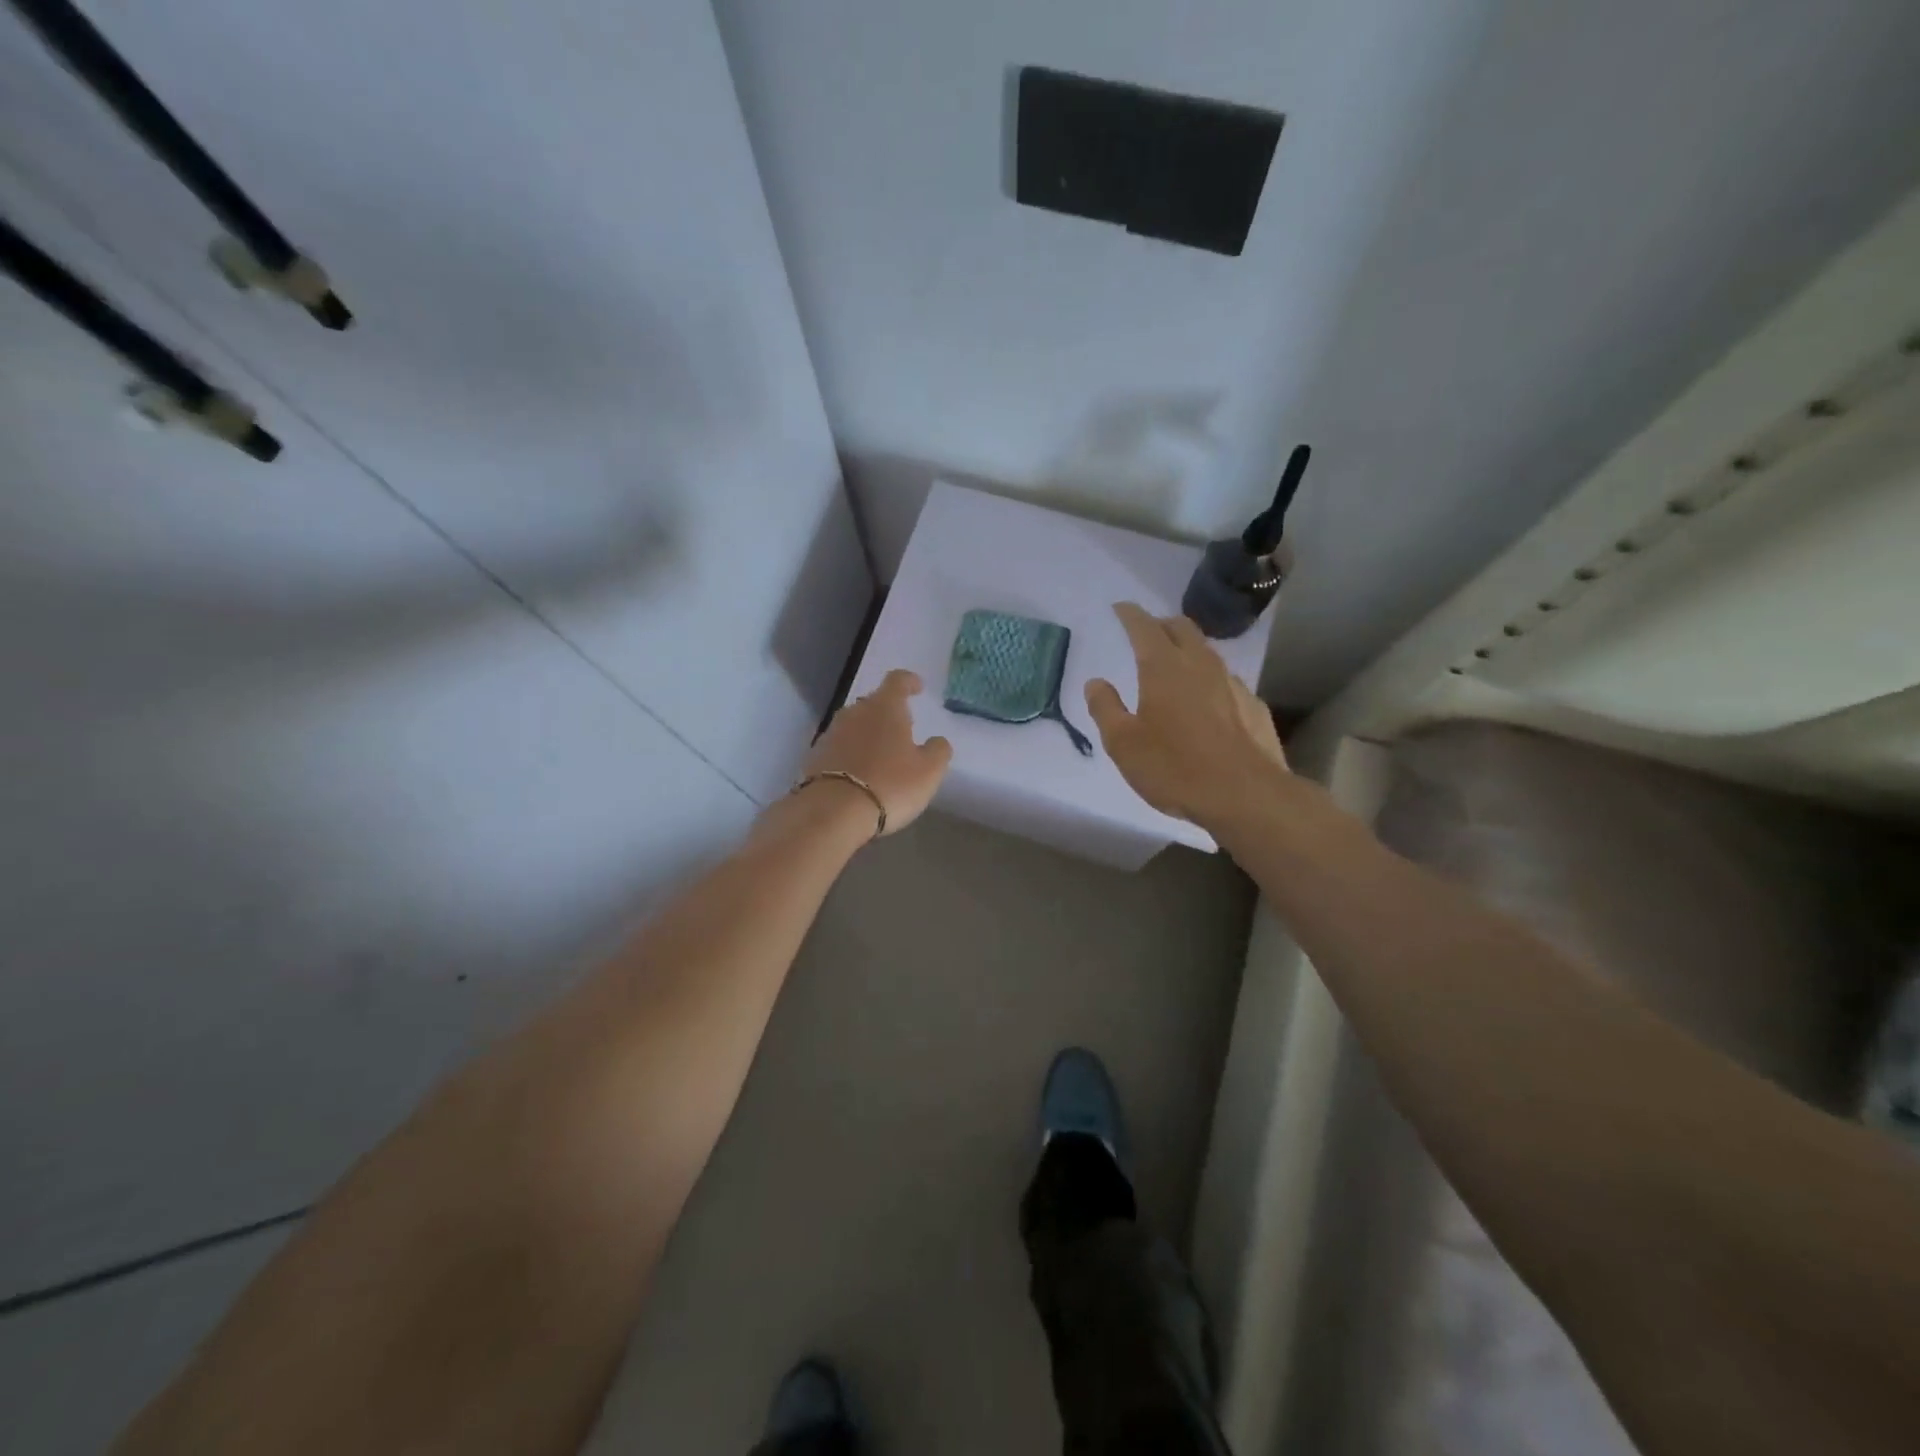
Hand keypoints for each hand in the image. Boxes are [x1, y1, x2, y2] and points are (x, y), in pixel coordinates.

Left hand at [803, 669, 952, 834]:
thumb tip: (937, 741)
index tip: (917, 687)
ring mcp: (831, 733)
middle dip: (889, 712)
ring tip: (882, 754)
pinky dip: (852, 753)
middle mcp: (855, 712)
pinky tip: (860, 773)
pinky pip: (840, 747)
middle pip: (874, 703)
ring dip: (869, 734)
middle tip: (903, 729)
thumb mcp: (928, 771)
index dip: (909, 681)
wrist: (832, 812)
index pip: (897, 681)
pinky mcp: (816, 756)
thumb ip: (938, 751)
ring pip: (855, 725)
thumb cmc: (889, 785)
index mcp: (885, 707)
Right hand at [1085, 603, 1288, 830]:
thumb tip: (1095, 682)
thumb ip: (1106, 709)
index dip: (1130, 614)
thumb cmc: (1175, 768)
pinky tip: (1208, 702)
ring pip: (1208, 653)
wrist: (1246, 796)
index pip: (1144, 627)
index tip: (1120, 608)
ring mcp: (1233, 684)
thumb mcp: (1123, 744)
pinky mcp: (1254, 707)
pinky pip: (1227, 682)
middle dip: (1162, 624)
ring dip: (1189, 650)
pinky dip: (1211, 681)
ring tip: (1176, 665)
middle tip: (1148, 631)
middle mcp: (1201, 665)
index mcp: (1164, 668)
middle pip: (1182, 628)